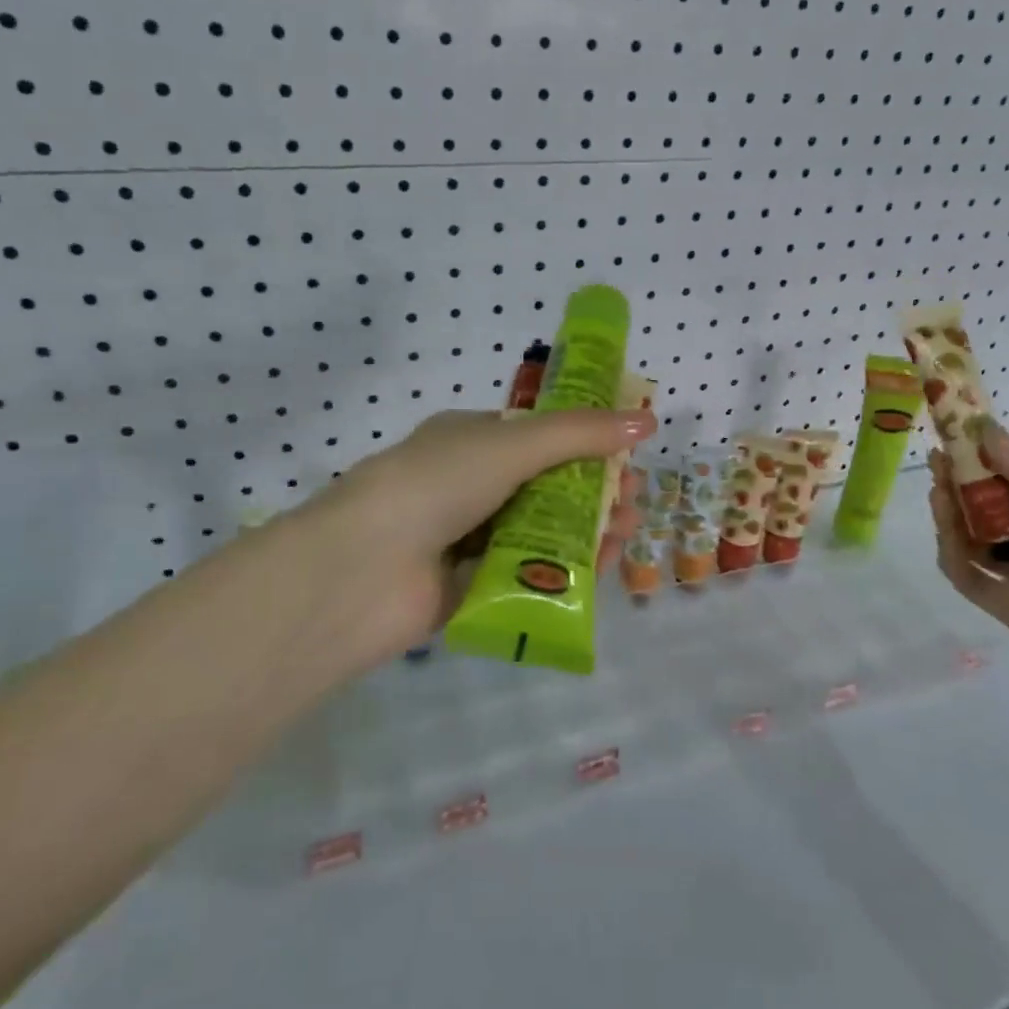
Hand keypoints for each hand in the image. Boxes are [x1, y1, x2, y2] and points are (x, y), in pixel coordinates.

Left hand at [307, 408, 654, 663]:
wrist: (362, 569)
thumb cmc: (437, 484)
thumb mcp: (512, 444)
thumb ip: (580, 434)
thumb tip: (646, 421)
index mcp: (471, 439)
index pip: (539, 435)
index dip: (586, 442)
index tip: (627, 454)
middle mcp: (469, 484)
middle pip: (548, 484)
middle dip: (595, 490)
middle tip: (633, 501)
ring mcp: (469, 537)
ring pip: (543, 530)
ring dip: (587, 529)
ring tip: (624, 533)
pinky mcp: (473, 586)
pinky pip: (529, 572)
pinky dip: (565, 568)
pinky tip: (599, 568)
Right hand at [927, 427, 1008, 721]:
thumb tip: (980, 428)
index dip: (981, 454)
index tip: (955, 431)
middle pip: (984, 505)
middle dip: (959, 480)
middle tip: (940, 459)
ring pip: (970, 539)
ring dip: (949, 513)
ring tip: (940, 488)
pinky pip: (970, 579)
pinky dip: (951, 554)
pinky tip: (948, 531)